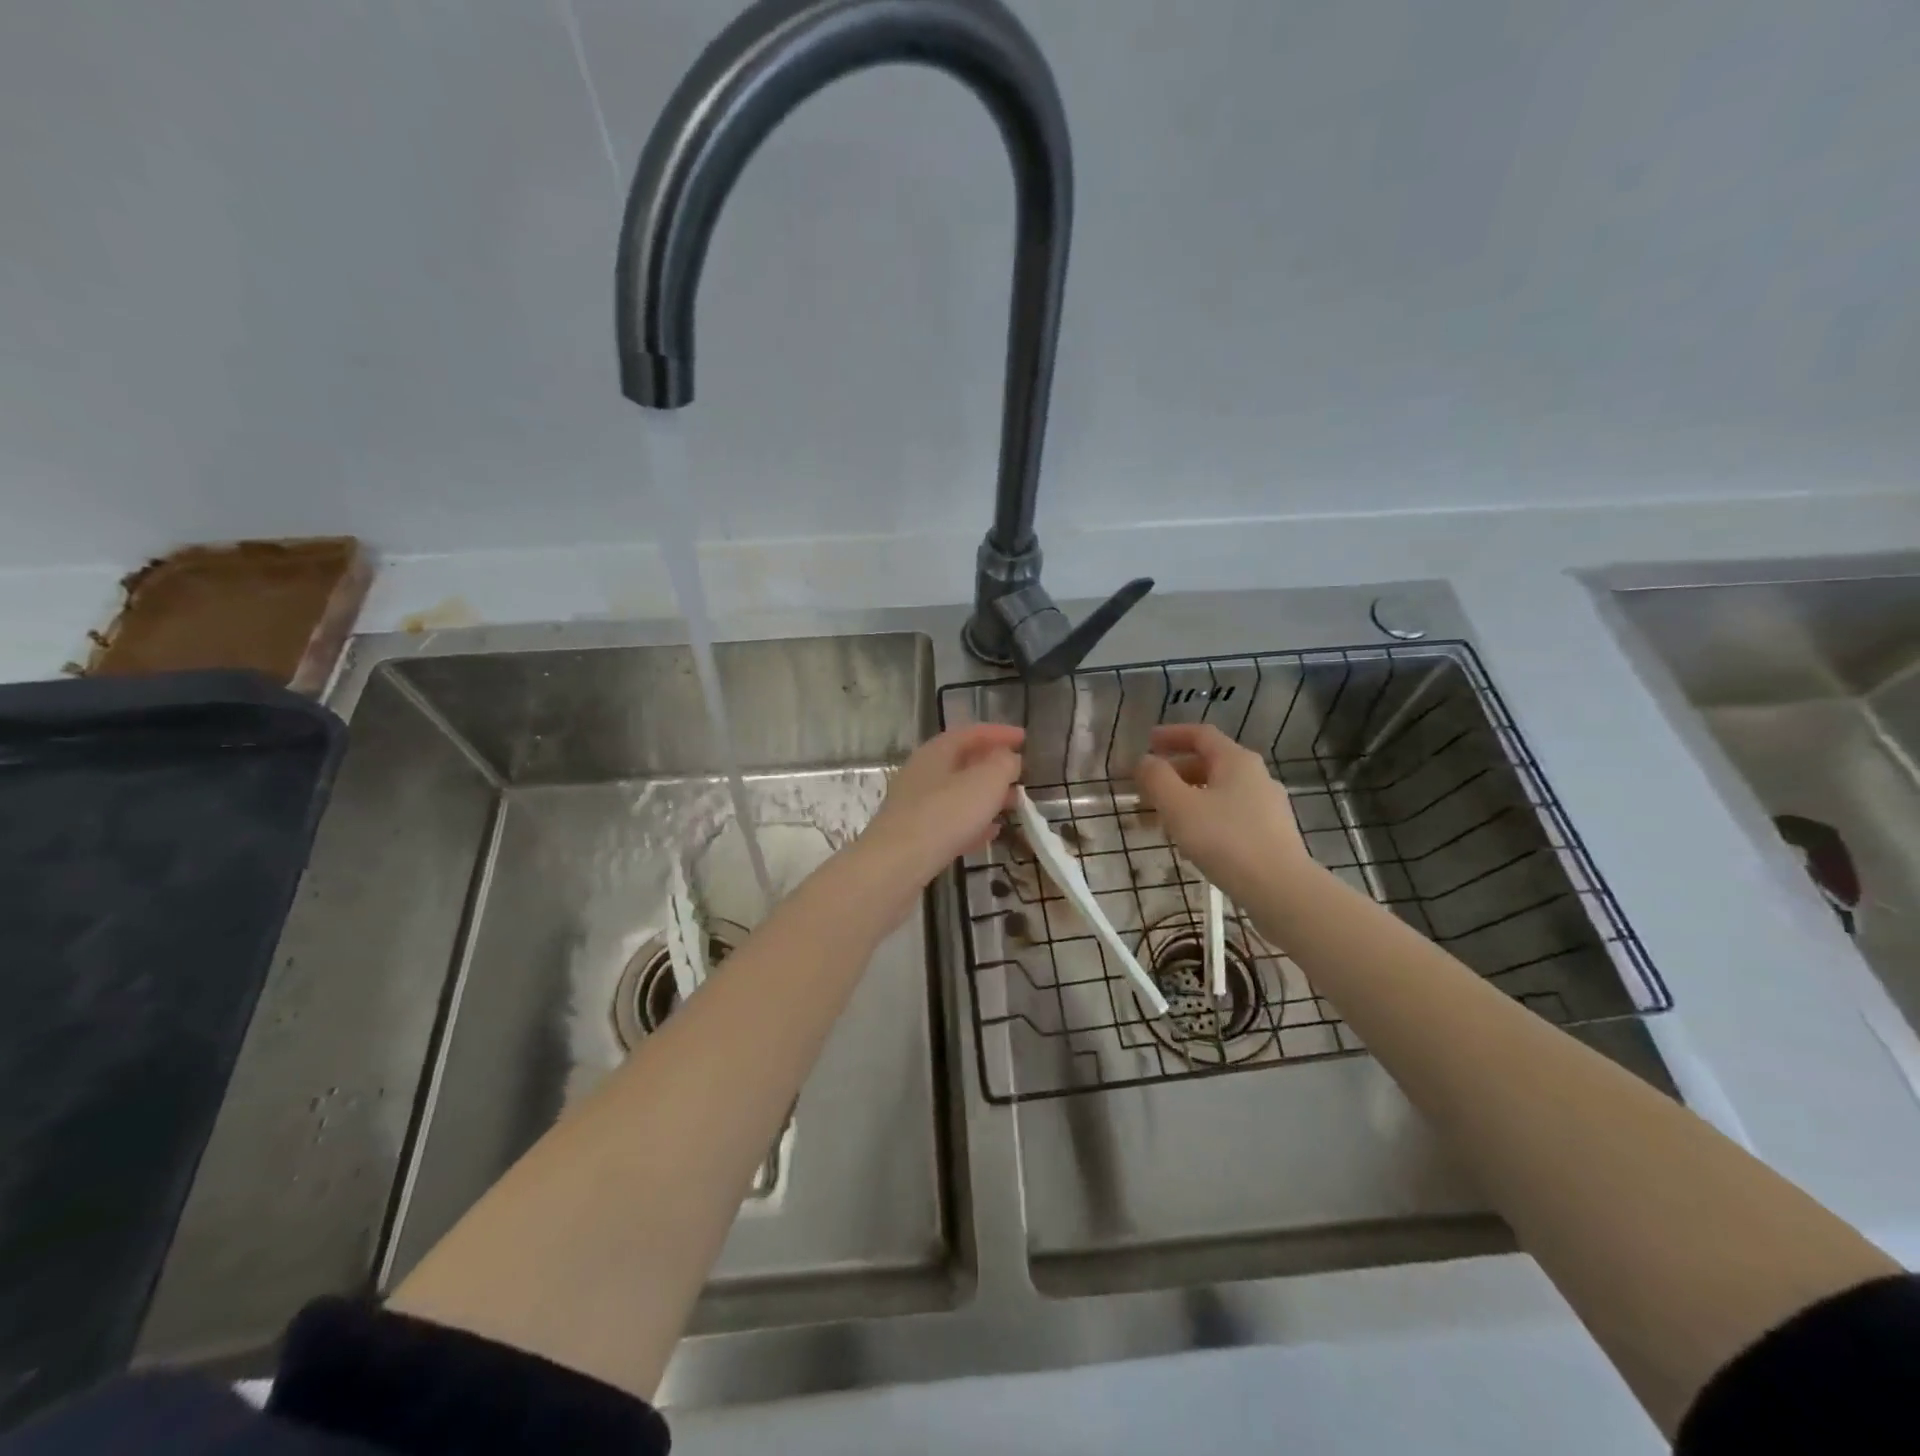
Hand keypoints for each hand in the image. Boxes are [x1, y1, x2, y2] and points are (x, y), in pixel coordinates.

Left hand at [861, 724, 1025, 889]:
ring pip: (957, 794)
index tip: (1024, 738)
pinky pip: (950, 822)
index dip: (999, 733)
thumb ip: (1003, 765)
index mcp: (936, 752)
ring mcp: (915, 806)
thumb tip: (1008, 758)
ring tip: (1013, 805)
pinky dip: (973, 823)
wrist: (896, 865)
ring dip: (986, 796)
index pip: (971, 733)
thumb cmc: (944, 815)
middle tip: (1021, 775)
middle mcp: (921, 773)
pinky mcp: (914, 836)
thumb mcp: (985, 782)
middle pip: (962, 762)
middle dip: (994, 767)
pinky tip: (991, 834)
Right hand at [1133, 723, 1312, 906]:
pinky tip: (1192, 841)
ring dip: (1187, 797)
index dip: (1172, 735)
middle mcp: (1256, 776)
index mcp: (1236, 761)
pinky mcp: (1271, 832)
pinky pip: (1230, 813)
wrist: (1280, 889)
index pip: (1201, 734)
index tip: (1147, 742)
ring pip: (1218, 791)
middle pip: (1210, 763)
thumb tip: (1145, 761)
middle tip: (1148, 787)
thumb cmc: (1225, 840)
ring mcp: (1268, 805)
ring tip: (1163, 819)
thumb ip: (1157, 778)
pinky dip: (1205, 816)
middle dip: (1175, 772)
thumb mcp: (1179, 806)